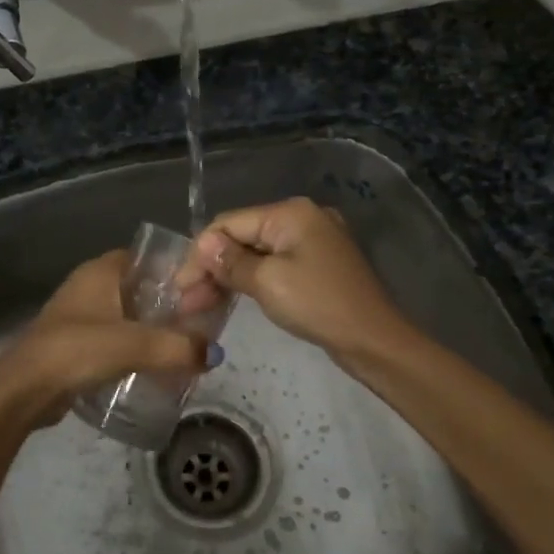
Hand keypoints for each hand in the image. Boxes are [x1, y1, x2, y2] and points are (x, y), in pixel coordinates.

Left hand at [0, 251, 216, 429]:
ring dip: (150, 328)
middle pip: (138, 288)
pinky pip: (113, 338)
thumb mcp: (135, 344)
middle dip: (167, 304)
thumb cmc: (78, 350)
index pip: (145, 257)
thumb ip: (179, 347)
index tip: (201, 289)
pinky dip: (133, 347)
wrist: (25, 389)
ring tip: (182, 346)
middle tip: (198, 323)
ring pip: (126, 315)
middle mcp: (89, 286)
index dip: (173, 270)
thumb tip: (215, 352)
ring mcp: (79, 315)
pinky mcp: (74, 343)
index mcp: (100, 271)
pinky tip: (153, 366)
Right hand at [176, 198, 410, 364]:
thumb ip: (231, 262)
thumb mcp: (268, 282)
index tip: (179, 286)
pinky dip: (250, 280)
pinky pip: (274, 265)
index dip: (200, 253)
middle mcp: (301, 217)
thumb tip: (203, 244)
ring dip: (227, 276)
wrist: (375, 340)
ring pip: (256, 253)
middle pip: (242, 236)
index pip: (229, 223)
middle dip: (211, 267)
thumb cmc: (319, 305)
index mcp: (290, 213)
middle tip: (186, 301)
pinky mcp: (317, 264)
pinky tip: (230, 297)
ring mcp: (312, 241)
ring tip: (199, 305)